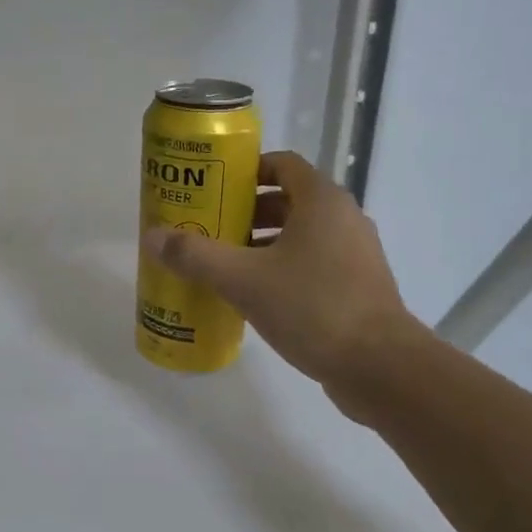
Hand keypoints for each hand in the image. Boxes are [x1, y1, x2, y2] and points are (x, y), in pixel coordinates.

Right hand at [141, 151, 414, 415]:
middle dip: (246, 212)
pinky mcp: (358, 286)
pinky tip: (255, 296)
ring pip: (300, 235)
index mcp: (322, 201)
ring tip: (225, 264)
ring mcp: (355, 254)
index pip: (281, 164)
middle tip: (209, 229)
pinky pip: (313, 263)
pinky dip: (283, 268)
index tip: (213, 189)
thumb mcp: (243, 279)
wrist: (380, 367)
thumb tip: (151, 237)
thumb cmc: (312, 307)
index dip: (246, 171)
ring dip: (263, 243)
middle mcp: (344, 218)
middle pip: (288, 200)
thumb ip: (196, 256)